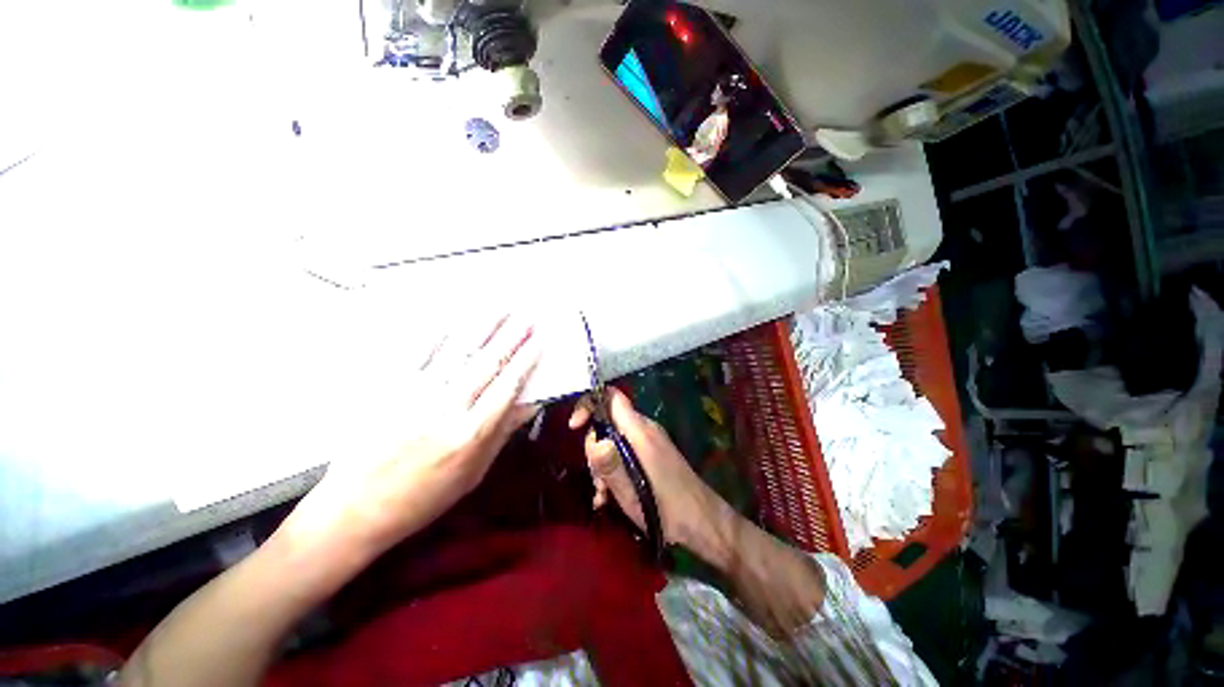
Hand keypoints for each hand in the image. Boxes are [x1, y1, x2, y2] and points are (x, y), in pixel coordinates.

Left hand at [284, 314, 539, 557]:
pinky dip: (438, 333)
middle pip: (485, 364)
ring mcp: (415, 395)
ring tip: (499, 307)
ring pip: (456, 352)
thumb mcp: (474, 473)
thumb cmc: (423, 498)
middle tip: (526, 317)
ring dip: (481, 327)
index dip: (524, 361)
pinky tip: (453, 317)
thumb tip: (529, 404)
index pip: (506, 387)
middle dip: (510, 337)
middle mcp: (446, 409)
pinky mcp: (389, 390)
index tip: (538, 342)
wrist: (355, 510)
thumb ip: (502, 434)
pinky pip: (417, 355)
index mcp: (471, 435)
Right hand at [568, 388, 721, 550]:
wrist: (703, 521)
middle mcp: (645, 428)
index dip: (589, 403)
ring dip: (604, 464)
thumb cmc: (667, 508)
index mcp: (640, 430)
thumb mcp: (632, 493)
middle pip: (609, 421)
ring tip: (604, 495)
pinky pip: (626, 450)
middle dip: (594, 447)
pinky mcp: (653, 452)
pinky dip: (615, 467)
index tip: (574, 426)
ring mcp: (650, 439)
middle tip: (597, 481)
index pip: (612, 397)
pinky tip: (611, 496)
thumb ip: (610, 465)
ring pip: (615, 438)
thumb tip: (593, 440)